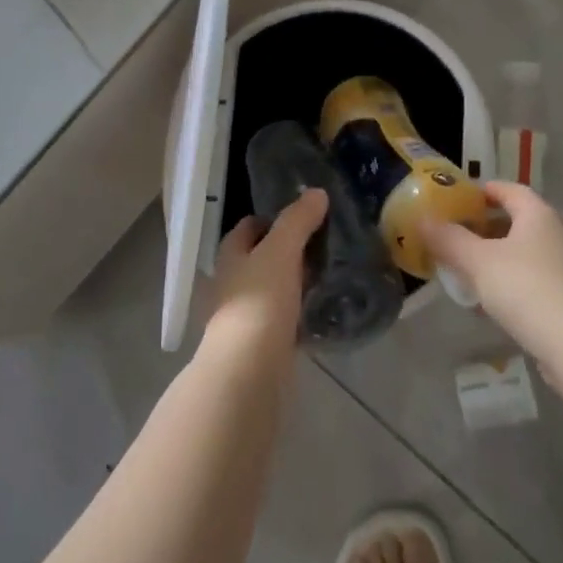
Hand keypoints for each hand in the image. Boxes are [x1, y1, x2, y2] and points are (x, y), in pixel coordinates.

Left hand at [200, 187, 327, 361]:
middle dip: (288, 248)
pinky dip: (301, 310)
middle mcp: (234, 282)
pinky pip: (285, 317)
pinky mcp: (263, 342)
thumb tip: (316, 192)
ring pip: (274, 287)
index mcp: (231, 255)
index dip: (272, 217)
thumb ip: (297, 221)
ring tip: (331, 271)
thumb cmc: (259, 301)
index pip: (249, 226)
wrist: (248, 370)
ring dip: (296, 280)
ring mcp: (247, 314)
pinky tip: (323, 308)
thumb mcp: (281, 251)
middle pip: (261, 256)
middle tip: (325, 240)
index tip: (304, 213)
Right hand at [421, 182, 562, 355]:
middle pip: (520, 221)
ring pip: (529, 253)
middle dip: (489, 228)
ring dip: (501, 259)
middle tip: (459, 237)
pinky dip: (515, 284)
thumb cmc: (529, 289)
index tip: (458, 200)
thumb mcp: (478, 262)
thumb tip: (422, 219)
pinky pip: (538, 280)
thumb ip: (449, 239)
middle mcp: (561, 233)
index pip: (509, 190)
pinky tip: (495, 304)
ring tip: (470, 272)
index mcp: (540, 214)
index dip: (483, 191)